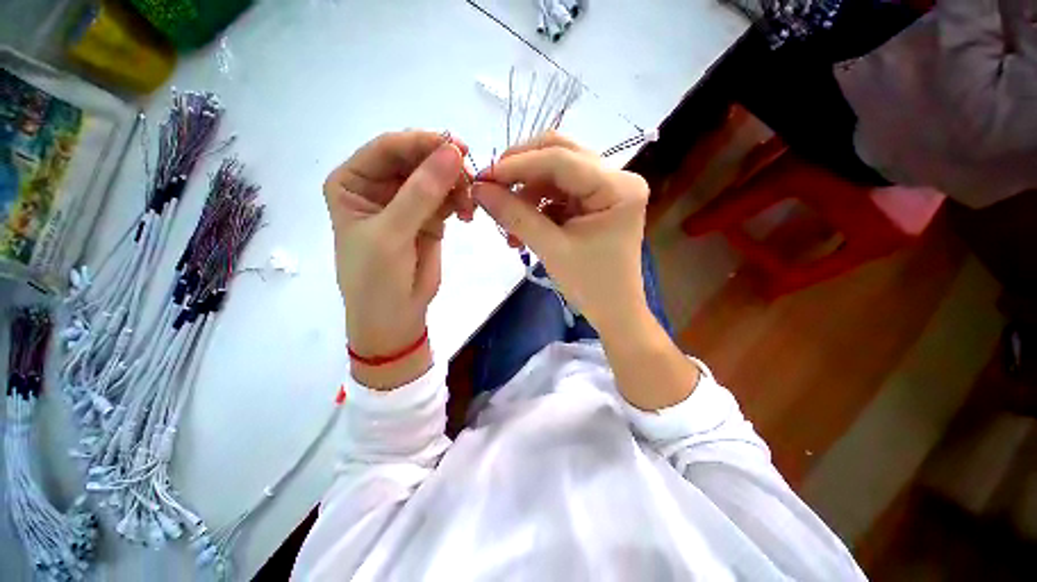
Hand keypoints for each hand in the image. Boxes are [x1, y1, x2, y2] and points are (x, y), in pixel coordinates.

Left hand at [324, 131, 469, 387]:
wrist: (394, 315)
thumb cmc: (376, 278)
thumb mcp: (392, 234)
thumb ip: (421, 193)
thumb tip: (454, 152)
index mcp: (354, 182)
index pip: (389, 148)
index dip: (422, 143)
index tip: (458, 148)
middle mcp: (380, 186)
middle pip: (416, 159)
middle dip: (444, 166)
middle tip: (470, 179)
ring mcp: (407, 201)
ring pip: (437, 178)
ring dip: (457, 186)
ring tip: (468, 207)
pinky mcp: (429, 218)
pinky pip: (448, 198)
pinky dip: (461, 202)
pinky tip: (467, 215)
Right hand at [471, 132, 650, 336]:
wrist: (613, 310)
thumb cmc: (590, 285)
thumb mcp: (551, 249)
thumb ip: (515, 216)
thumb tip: (479, 189)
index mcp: (618, 187)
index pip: (562, 159)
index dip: (519, 165)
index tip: (484, 176)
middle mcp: (617, 178)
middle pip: (560, 154)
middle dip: (521, 169)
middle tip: (492, 186)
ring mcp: (607, 188)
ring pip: (556, 172)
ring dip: (527, 192)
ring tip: (507, 222)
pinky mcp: (595, 201)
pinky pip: (559, 191)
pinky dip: (537, 205)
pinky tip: (522, 227)